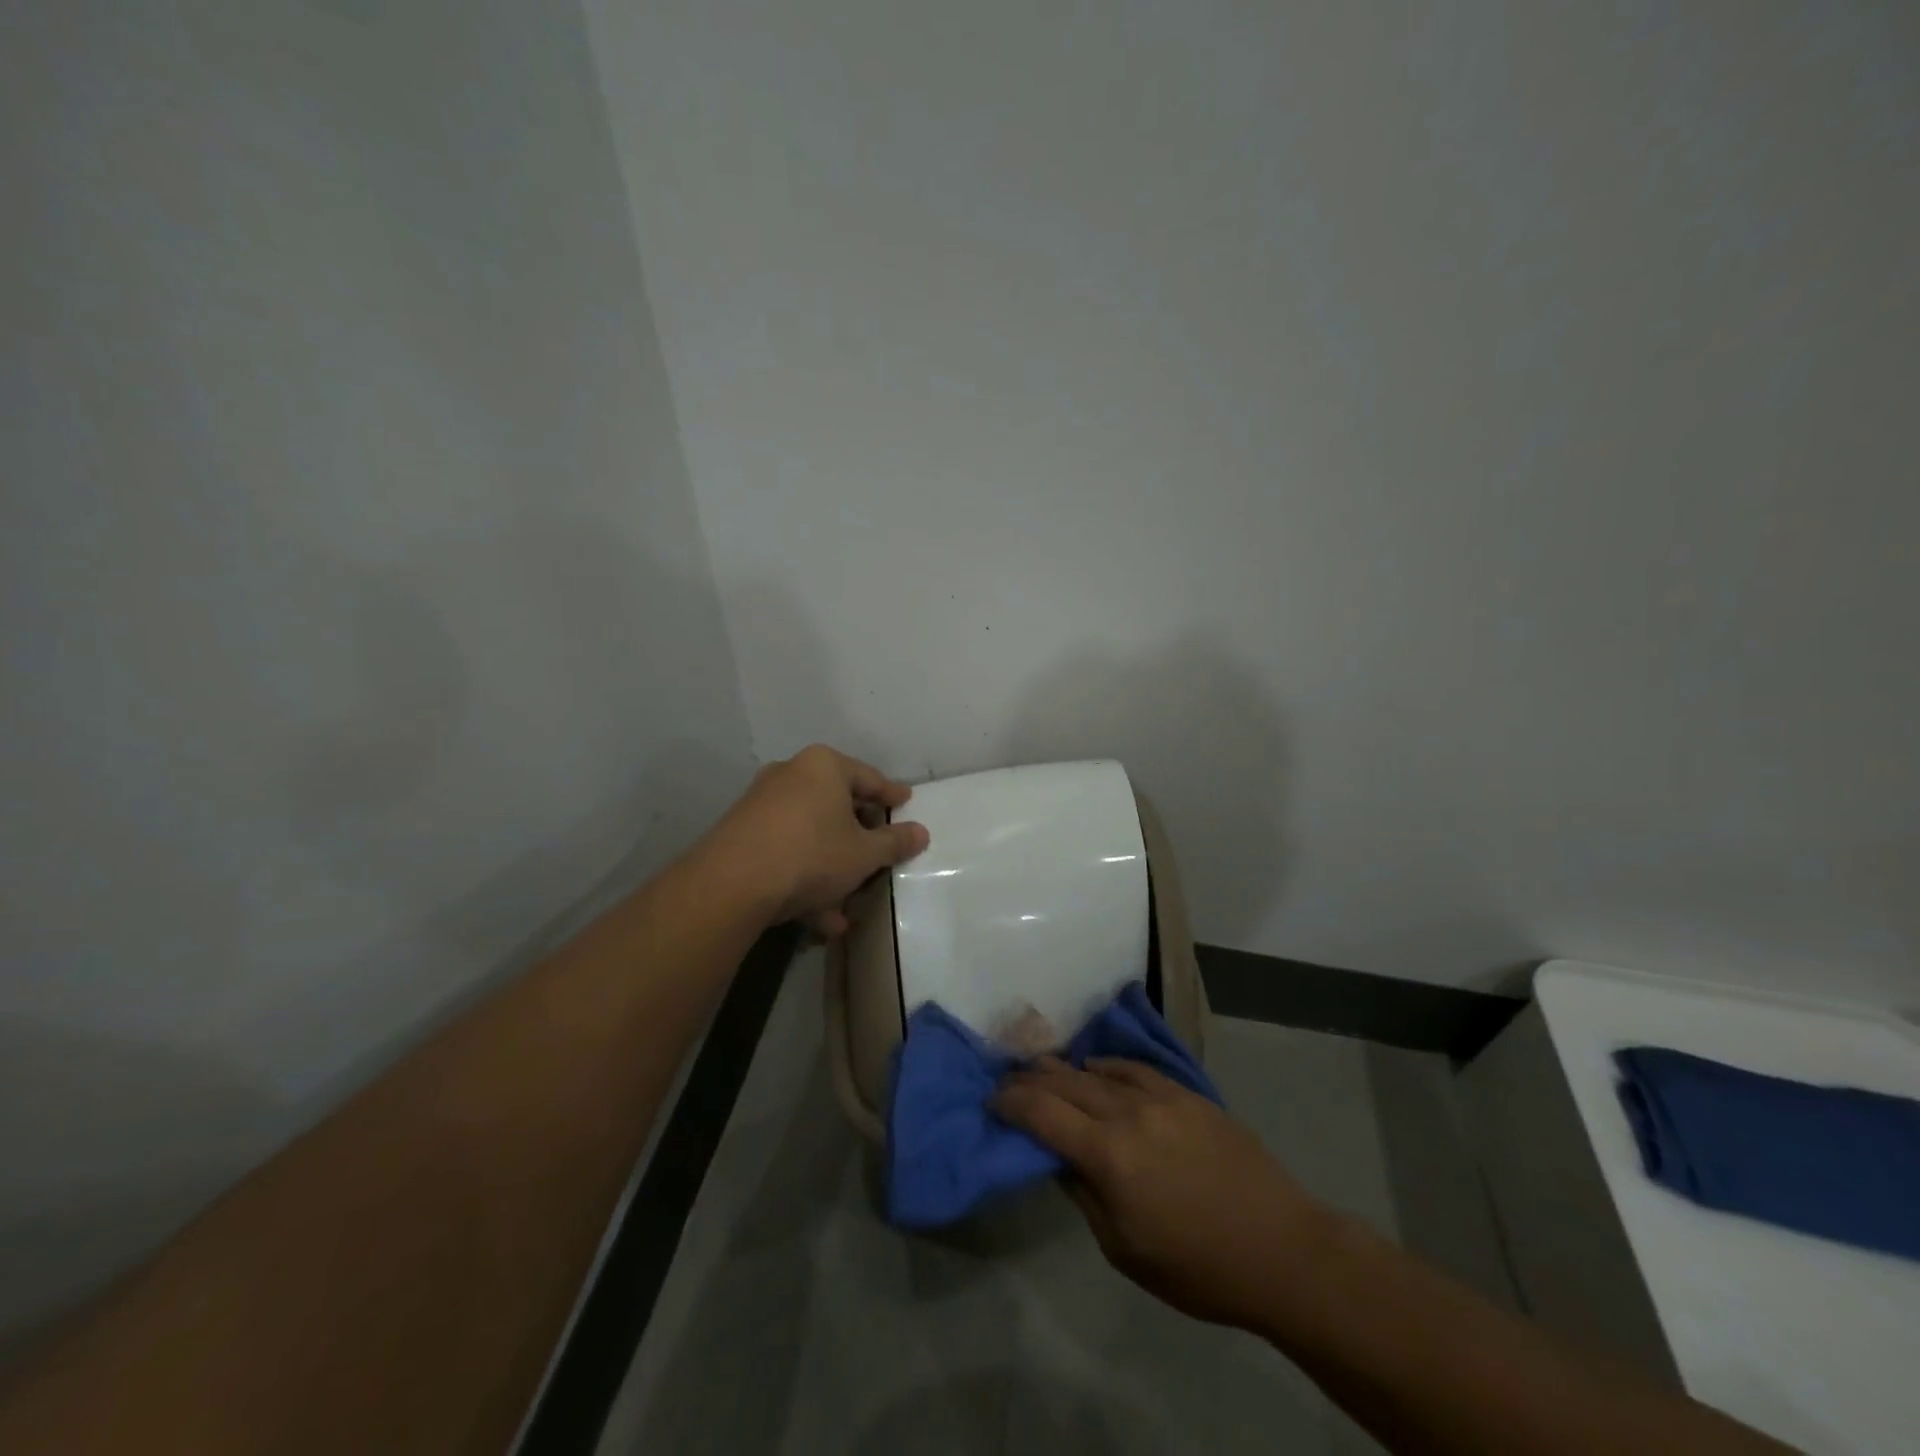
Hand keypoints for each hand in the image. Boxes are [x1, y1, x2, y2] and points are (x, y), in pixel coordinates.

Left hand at [695, 744, 929, 936]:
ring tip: (848, 905)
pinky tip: (819, 918)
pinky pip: (786, 852)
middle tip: (879, 852)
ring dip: (832, 869)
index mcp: (824, 766)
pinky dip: (804, 877)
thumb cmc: (812, 854)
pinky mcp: (741, 834)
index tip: (906, 803)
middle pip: (836, 805)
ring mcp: (761, 804)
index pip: (869, 778)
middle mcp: (790, 775)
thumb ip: (895, 841)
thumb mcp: (864, 853)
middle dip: (859, 837)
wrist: (732, 884)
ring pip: (810, 835)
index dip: (891, 795)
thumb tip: (921, 832)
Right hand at [992, 1056, 1335, 1330]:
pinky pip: (1134, 1069)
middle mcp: (1127, 1112)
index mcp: (1107, 1154)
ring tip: (1044, 1069)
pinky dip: (1107, 1067)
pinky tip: (1097, 1068)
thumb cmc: (1198, 1266)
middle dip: (1030, 1079)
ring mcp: (1159, 1096)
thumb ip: (1083, 1195)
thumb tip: (1058, 1158)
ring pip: (1097, 1070)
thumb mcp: (1124, 1249)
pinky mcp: (1186, 1093)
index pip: (1041, 1113)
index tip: (991, 1099)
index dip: (1010, 1102)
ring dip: (1064, 1070)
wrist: (1280, 1248)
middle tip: (1008, 1079)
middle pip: (1064, 1082)